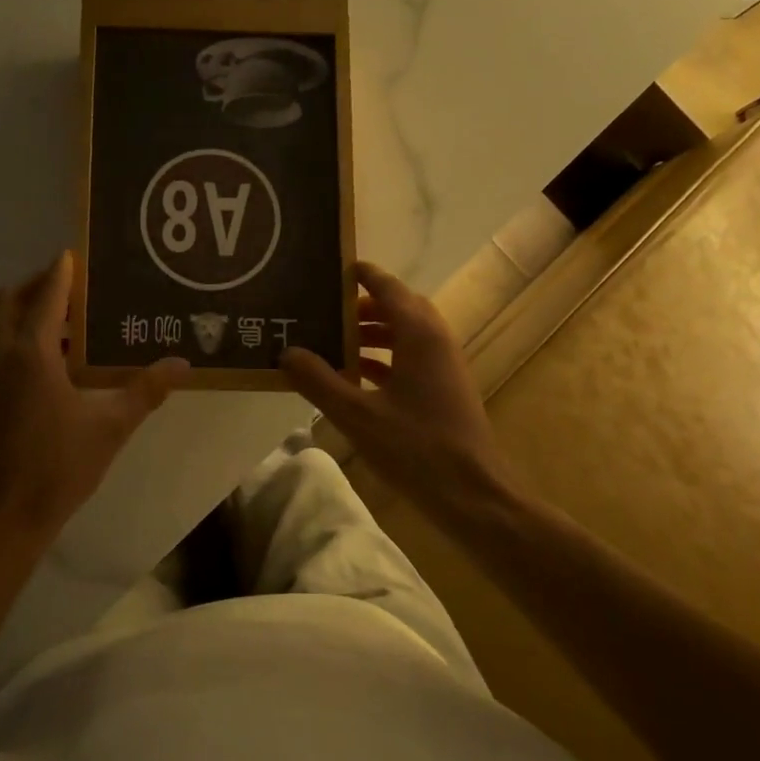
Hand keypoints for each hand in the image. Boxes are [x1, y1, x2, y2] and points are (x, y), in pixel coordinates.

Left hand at [0, 252, 188, 535]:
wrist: (3, 515)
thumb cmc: (58, 466)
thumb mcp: (111, 427)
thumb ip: (146, 391)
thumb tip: (183, 363)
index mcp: (31, 354)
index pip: (46, 296)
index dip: (61, 272)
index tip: (76, 254)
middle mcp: (2, 355)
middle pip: (10, 301)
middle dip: (36, 285)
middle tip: (72, 285)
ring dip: (26, 310)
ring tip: (68, 318)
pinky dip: (20, 335)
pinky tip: (55, 359)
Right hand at [282, 261, 509, 512]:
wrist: (472, 494)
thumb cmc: (416, 447)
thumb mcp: (357, 415)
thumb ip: (319, 381)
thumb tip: (287, 353)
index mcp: (419, 335)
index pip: (389, 288)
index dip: (363, 274)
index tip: (335, 266)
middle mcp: (436, 341)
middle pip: (399, 307)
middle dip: (364, 305)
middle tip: (327, 308)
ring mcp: (444, 366)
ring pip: (406, 334)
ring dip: (373, 333)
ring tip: (334, 341)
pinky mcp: (445, 389)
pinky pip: (412, 358)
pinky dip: (384, 358)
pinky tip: (356, 376)